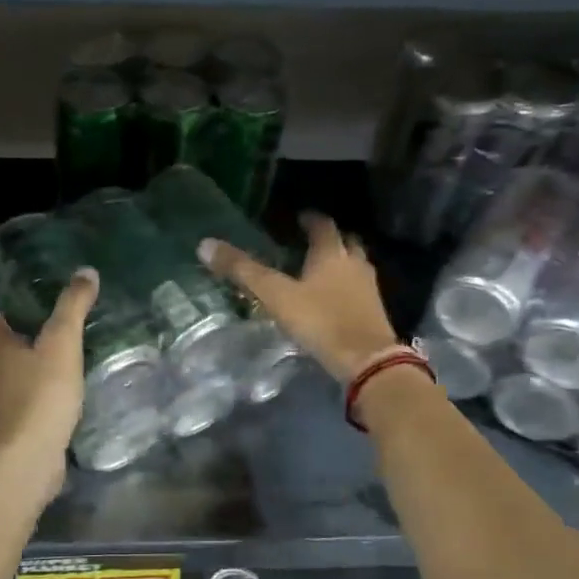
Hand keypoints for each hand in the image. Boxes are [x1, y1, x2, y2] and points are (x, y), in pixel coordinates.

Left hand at [0, 267, 98, 493]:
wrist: (28, 458)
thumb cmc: (40, 394)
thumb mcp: (62, 342)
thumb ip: (73, 306)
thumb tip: (87, 271)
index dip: (16, 299)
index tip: (42, 288)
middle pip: (8, 340)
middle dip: (31, 328)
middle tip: (64, 314)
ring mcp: (4, 397)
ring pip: (21, 368)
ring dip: (40, 358)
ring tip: (72, 344)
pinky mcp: (19, 421)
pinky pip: (34, 393)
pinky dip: (48, 384)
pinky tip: (72, 382)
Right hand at [199, 213, 397, 384]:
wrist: (366, 360)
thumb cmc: (320, 320)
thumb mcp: (275, 295)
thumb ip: (243, 271)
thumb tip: (205, 244)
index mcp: (331, 253)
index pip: (322, 225)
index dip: (310, 220)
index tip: (300, 218)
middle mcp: (354, 263)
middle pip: (345, 242)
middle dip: (330, 239)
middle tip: (311, 242)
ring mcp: (368, 288)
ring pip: (355, 265)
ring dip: (341, 263)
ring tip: (320, 270)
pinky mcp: (374, 312)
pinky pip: (359, 289)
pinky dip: (346, 287)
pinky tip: (332, 299)